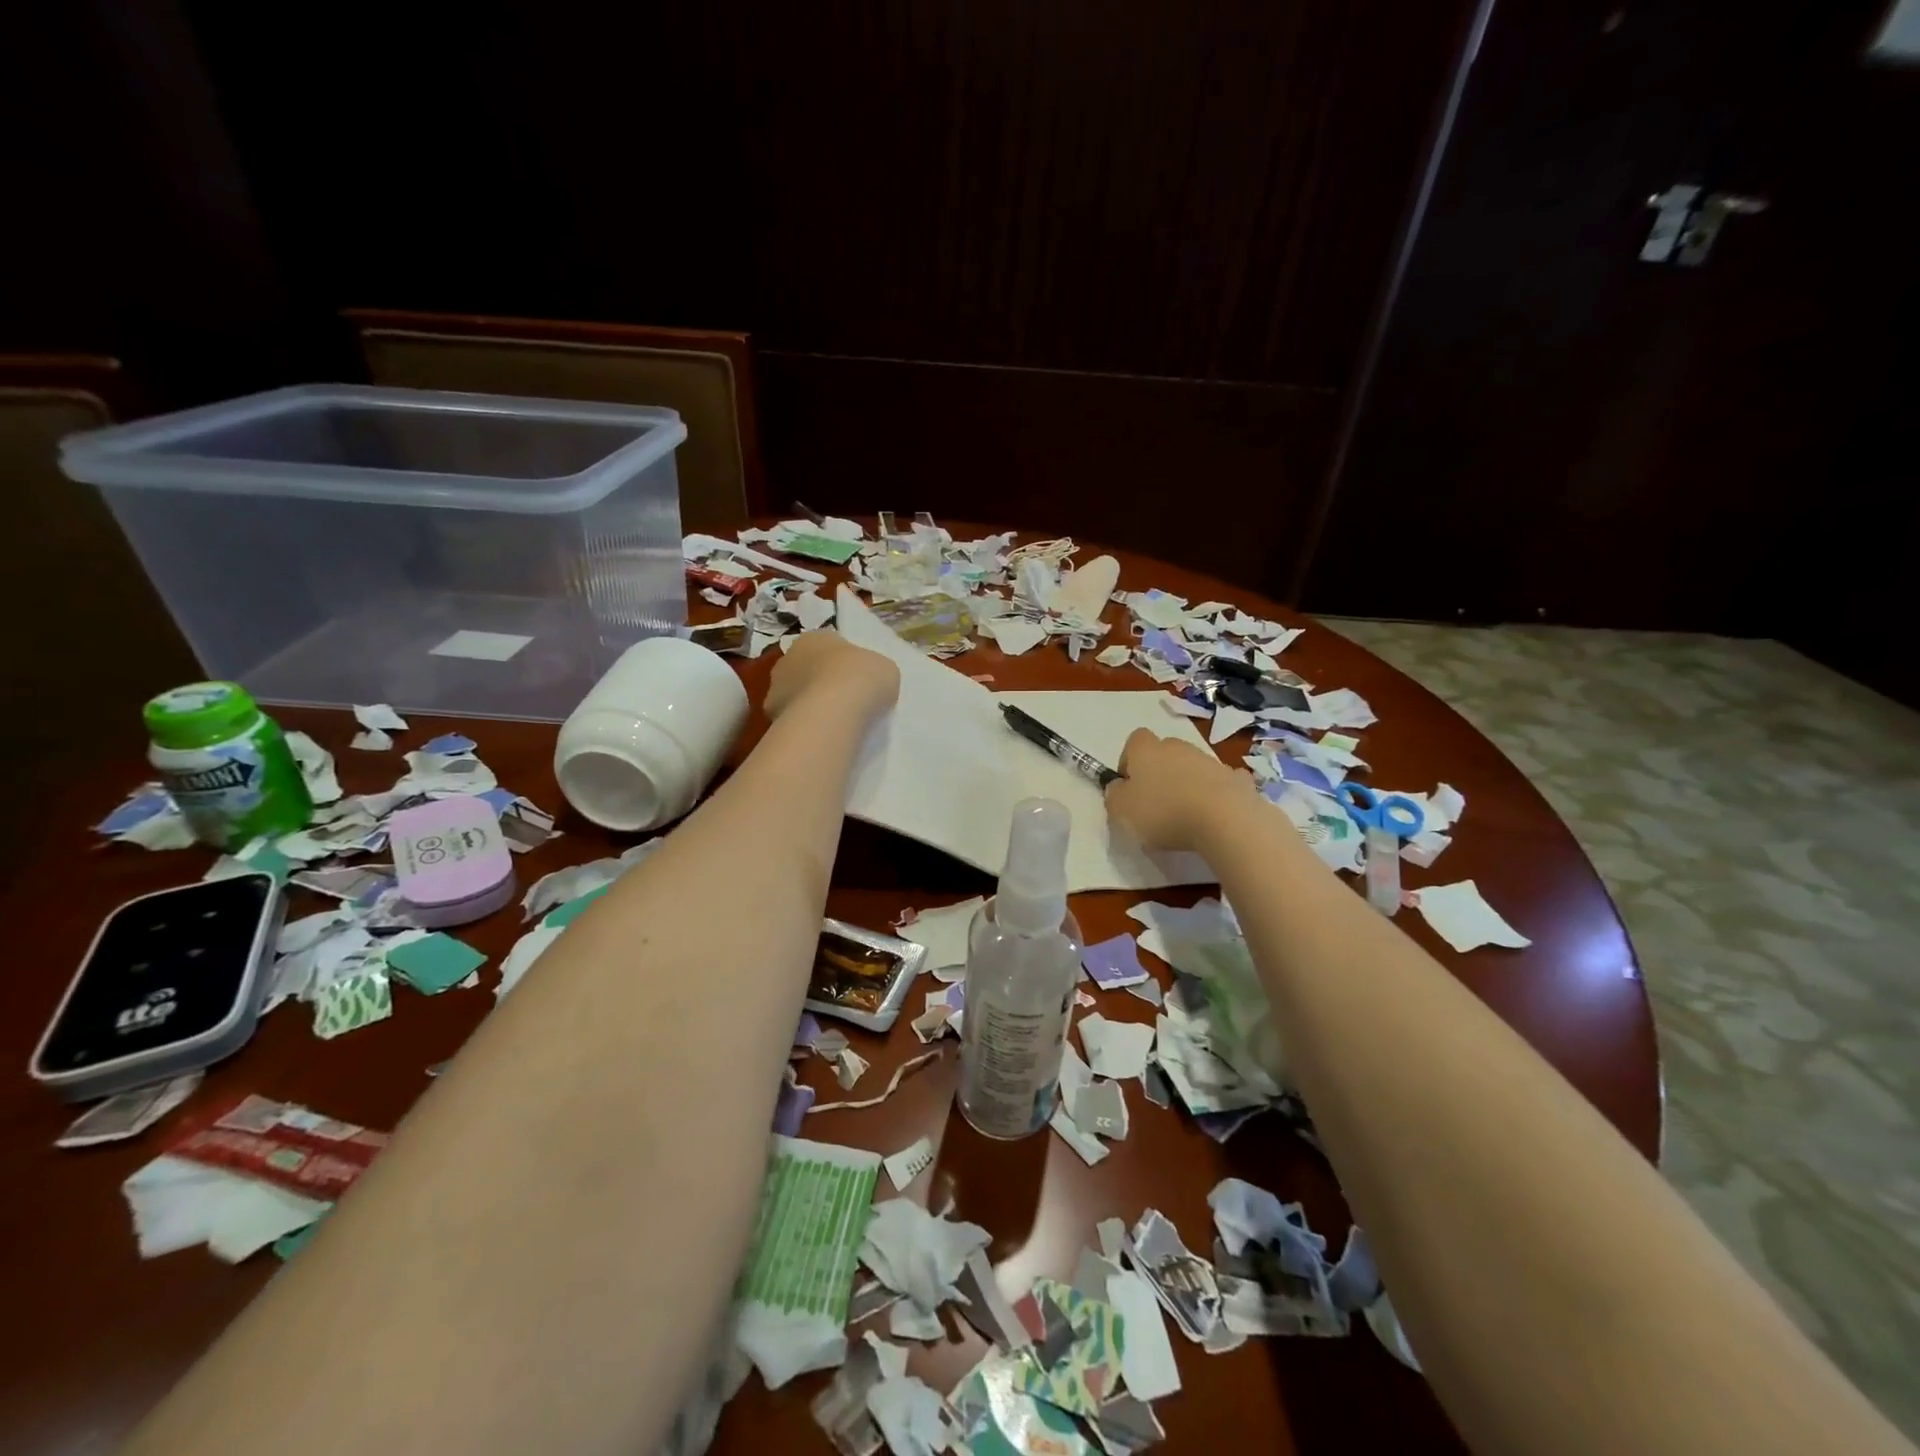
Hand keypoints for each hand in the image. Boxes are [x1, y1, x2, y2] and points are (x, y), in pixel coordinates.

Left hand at [765, 632, 900, 723]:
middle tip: (844, 701)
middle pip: (807, 668)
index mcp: (815, 637)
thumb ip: (872, 670)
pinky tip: (819, 735)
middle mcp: (788, 656)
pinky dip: (802, 725)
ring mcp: (775, 686)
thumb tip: (867, 680)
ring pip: (795, 694)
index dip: (843, 662)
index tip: (857, 679)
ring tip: (833, 723)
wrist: (833, 712)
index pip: (828, 645)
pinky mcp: (770, 715)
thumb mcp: (884, 668)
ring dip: (809, 704)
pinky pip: (790, 718)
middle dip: (821, 682)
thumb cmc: (861, 678)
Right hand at [1105, 728, 1257, 852]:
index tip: (1129, 786)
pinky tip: (1215, 814)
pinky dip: (1216, 793)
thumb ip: (1114, 796)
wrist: (1225, 820)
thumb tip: (1118, 787)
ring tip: (1186, 815)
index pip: (1134, 741)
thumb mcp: (1121, 812)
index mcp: (1146, 751)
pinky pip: (1221, 782)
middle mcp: (1178, 747)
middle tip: (1156, 804)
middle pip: (1164, 752)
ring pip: (1192, 767)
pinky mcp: (1237, 779)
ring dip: (1187, 783)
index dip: (1129, 761)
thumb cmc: (1164, 813)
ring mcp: (1210, 761)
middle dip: (1159, 772)